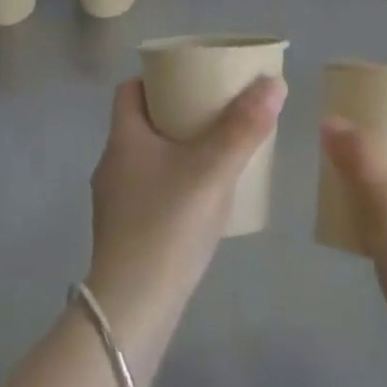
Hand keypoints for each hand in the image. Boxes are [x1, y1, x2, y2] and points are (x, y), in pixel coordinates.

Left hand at [86, 77, 283, 359]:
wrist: (133, 309)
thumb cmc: (167, 225)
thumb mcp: (212, 169)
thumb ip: (244, 127)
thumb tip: (274, 82)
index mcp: (123, 139)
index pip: (129, 91)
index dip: (157, 78)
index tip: (191, 77)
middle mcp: (112, 165)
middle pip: (142, 123)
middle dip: (177, 112)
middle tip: (215, 110)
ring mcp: (115, 203)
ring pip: (148, 159)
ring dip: (178, 149)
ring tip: (216, 150)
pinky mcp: (125, 233)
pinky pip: (151, 190)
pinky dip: (175, 182)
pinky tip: (203, 197)